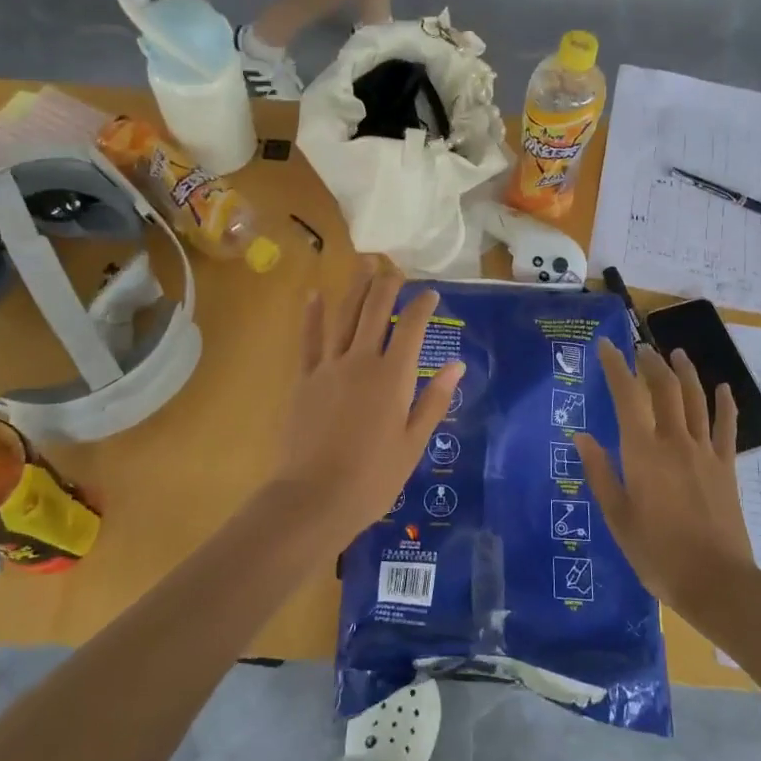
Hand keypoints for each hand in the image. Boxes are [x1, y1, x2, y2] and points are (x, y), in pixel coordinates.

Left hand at [271, 260, 463, 542]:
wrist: (315, 497)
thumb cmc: (373, 477)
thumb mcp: (413, 443)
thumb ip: (433, 400)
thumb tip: (456, 364)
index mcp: (393, 377)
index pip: (411, 328)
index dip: (422, 305)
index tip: (430, 293)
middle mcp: (361, 360)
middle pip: (375, 311)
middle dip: (387, 285)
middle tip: (395, 268)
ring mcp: (329, 366)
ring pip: (344, 316)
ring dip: (355, 288)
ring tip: (363, 264)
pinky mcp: (304, 379)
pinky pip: (309, 339)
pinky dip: (312, 315)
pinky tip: (314, 294)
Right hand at [574, 340, 753, 623]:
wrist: (717, 582)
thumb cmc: (657, 553)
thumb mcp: (617, 517)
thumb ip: (600, 473)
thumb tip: (581, 436)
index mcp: (643, 452)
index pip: (627, 396)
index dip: (616, 367)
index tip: (606, 345)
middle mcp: (674, 441)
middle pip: (665, 388)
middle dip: (651, 363)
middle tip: (640, 348)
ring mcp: (704, 452)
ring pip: (695, 399)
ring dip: (685, 372)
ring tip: (676, 353)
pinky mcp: (726, 466)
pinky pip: (726, 427)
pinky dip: (725, 404)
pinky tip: (723, 388)